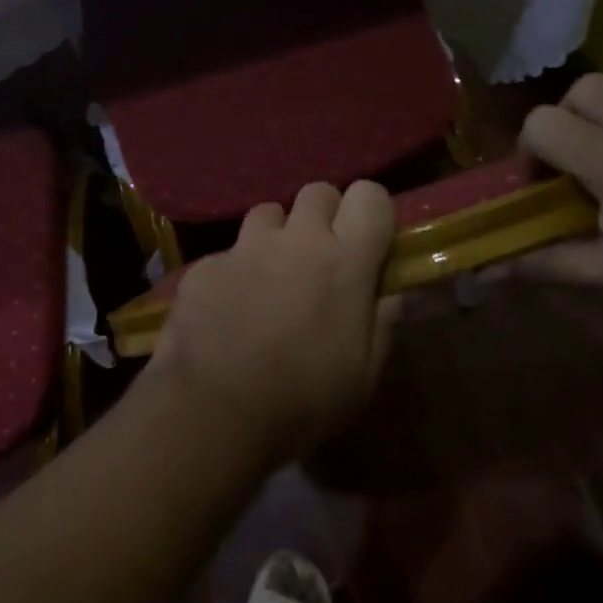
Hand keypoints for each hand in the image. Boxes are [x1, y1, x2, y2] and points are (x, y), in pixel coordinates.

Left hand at [149, 181, 397, 462]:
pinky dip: (235, 271)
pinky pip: (229, 252)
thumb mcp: (363, 375)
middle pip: (317, 192)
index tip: (369, 241)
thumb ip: (383, 321)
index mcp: (344, 262)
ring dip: (277, 236)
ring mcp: (245, 247)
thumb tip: (396, 290)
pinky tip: (229, 310)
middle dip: (324, 216)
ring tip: (271, 277)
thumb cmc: (303, 400)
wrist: (214, 410)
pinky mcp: (206, 264)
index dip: (371, 212)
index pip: (370, 195)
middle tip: (321, 257)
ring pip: (269, 213)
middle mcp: (296, 240)